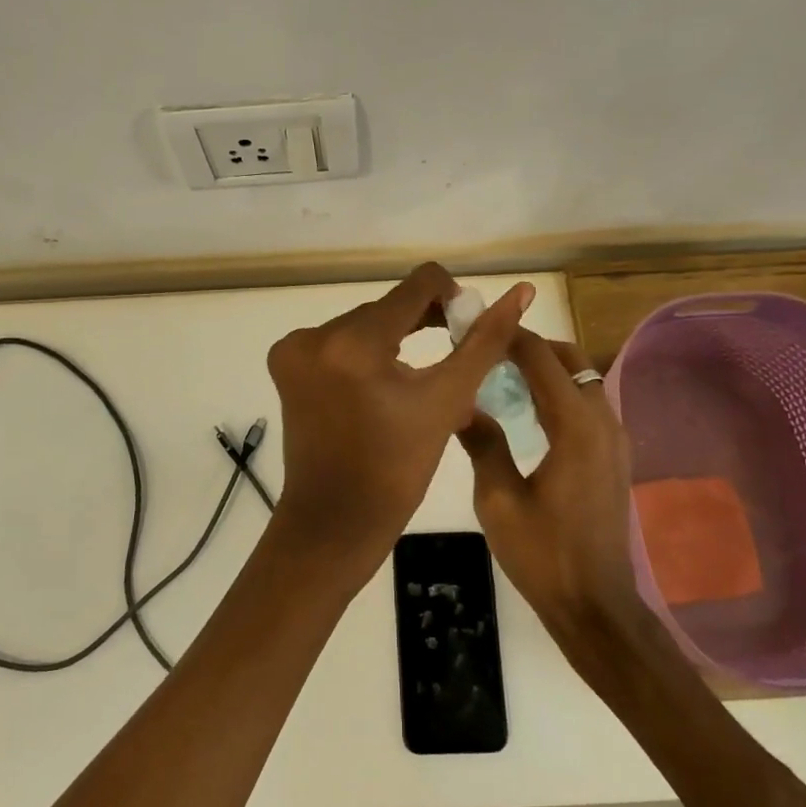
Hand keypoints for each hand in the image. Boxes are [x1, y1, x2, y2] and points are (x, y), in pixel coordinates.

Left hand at [267, 263, 532, 586]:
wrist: (335, 521)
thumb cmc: (397, 469)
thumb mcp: (446, 401)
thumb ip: (484, 342)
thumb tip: (520, 293)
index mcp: (355, 342)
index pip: (417, 285)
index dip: (451, 297)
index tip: (466, 326)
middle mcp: (315, 334)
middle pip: (389, 307)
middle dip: (423, 323)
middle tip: (452, 357)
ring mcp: (293, 349)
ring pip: (364, 324)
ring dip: (394, 340)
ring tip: (419, 377)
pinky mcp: (285, 363)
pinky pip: (338, 341)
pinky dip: (365, 354)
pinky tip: (383, 384)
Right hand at [456, 331, 638, 633]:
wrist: (595, 606)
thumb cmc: (543, 554)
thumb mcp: (497, 500)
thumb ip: (482, 443)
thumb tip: (461, 405)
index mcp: (574, 426)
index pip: (541, 359)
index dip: (509, 337)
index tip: (476, 327)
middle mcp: (602, 422)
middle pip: (570, 359)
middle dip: (530, 346)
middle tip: (487, 351)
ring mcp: (614, 439)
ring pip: (583, 379)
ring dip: (546, 368)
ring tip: (501, 376)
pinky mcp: (614, 456)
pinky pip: (588, 403)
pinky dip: (559, 392)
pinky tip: (527, 411)